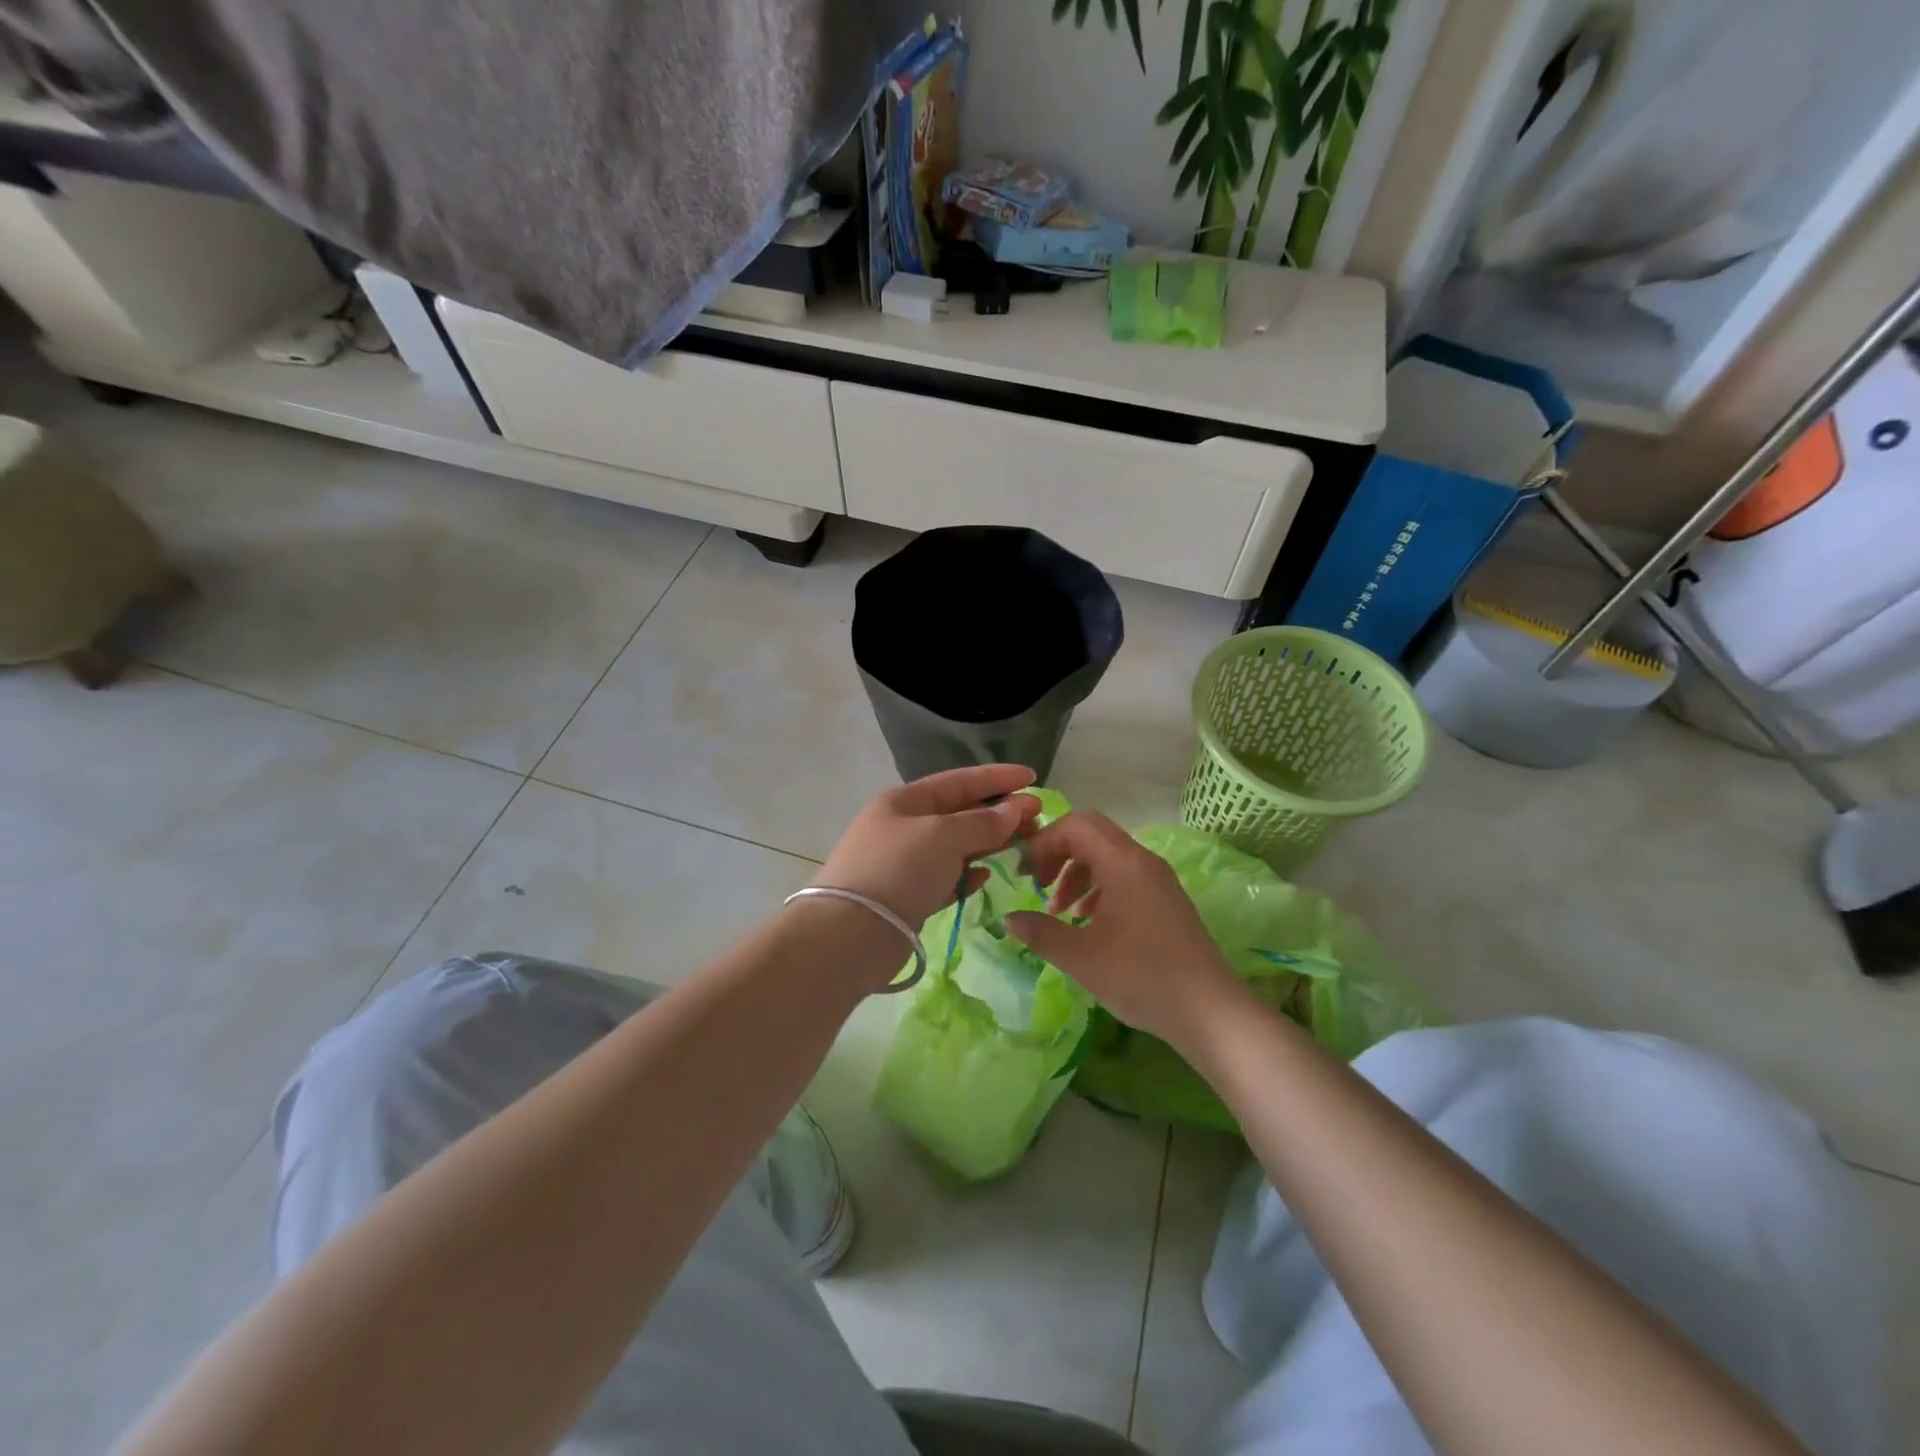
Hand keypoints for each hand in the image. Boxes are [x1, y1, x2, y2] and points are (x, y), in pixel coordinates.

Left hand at [815, 764, 1045, 928]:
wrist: (850, 933)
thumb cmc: (898, 869)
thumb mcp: (943, 836)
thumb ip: (982, 822)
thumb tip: (1015, 808)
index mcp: (904, 801)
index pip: (958, 780)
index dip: (997, 777)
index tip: (1033, 777)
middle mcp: (902, 826)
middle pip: (959, 813)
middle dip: (998, 812)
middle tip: (1038, 817)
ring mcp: (903, 862)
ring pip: (955, 846)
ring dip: (988, 844)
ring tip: (1024, 845)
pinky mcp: (907, 896)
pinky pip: (944, 878)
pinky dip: (965, 875)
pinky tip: (984, 877)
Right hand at [1005, 810, 1243, 1050]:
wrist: (1209, 1011)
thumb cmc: (1142, 977)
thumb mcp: (1081, 957)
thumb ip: (1040, 932)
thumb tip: (1009, 918)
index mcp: (1124, 863)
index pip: (1076, 825)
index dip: (1043, 841)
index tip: (1023, 873)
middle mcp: (1143, 861)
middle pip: (1092, 834)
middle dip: (1058, 853)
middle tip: (1037, 883)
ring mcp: (1158, 880)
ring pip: (1107, 856)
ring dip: (1077, 873)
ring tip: (1060, 911)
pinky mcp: (1166, 900)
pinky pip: (1124, 876)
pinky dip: (1098, 888)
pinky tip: (1088, 922)